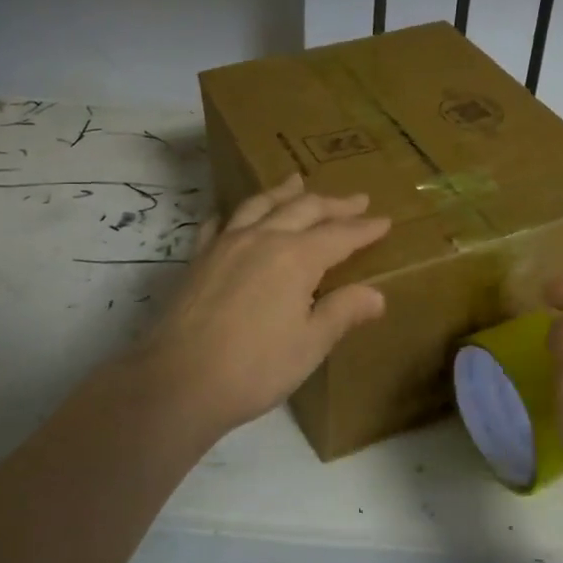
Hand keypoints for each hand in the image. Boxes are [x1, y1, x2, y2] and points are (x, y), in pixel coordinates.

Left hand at [134, 174, 389, 436]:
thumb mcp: (310, 344)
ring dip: (284, 192)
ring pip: (261, 204)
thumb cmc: (254, 368)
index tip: (384, 221)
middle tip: (357, 198)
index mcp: (296, 257)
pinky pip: (220, 223)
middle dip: (334, 204)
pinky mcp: (199, 258)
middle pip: (304, 210)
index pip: (339, 235)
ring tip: (297, 180)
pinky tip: (235, 214)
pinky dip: (234, 212)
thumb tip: (376, 295)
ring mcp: (226, 244)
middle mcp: (263, 238)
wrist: (178, 382)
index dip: (364, 229)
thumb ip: (343, 312)